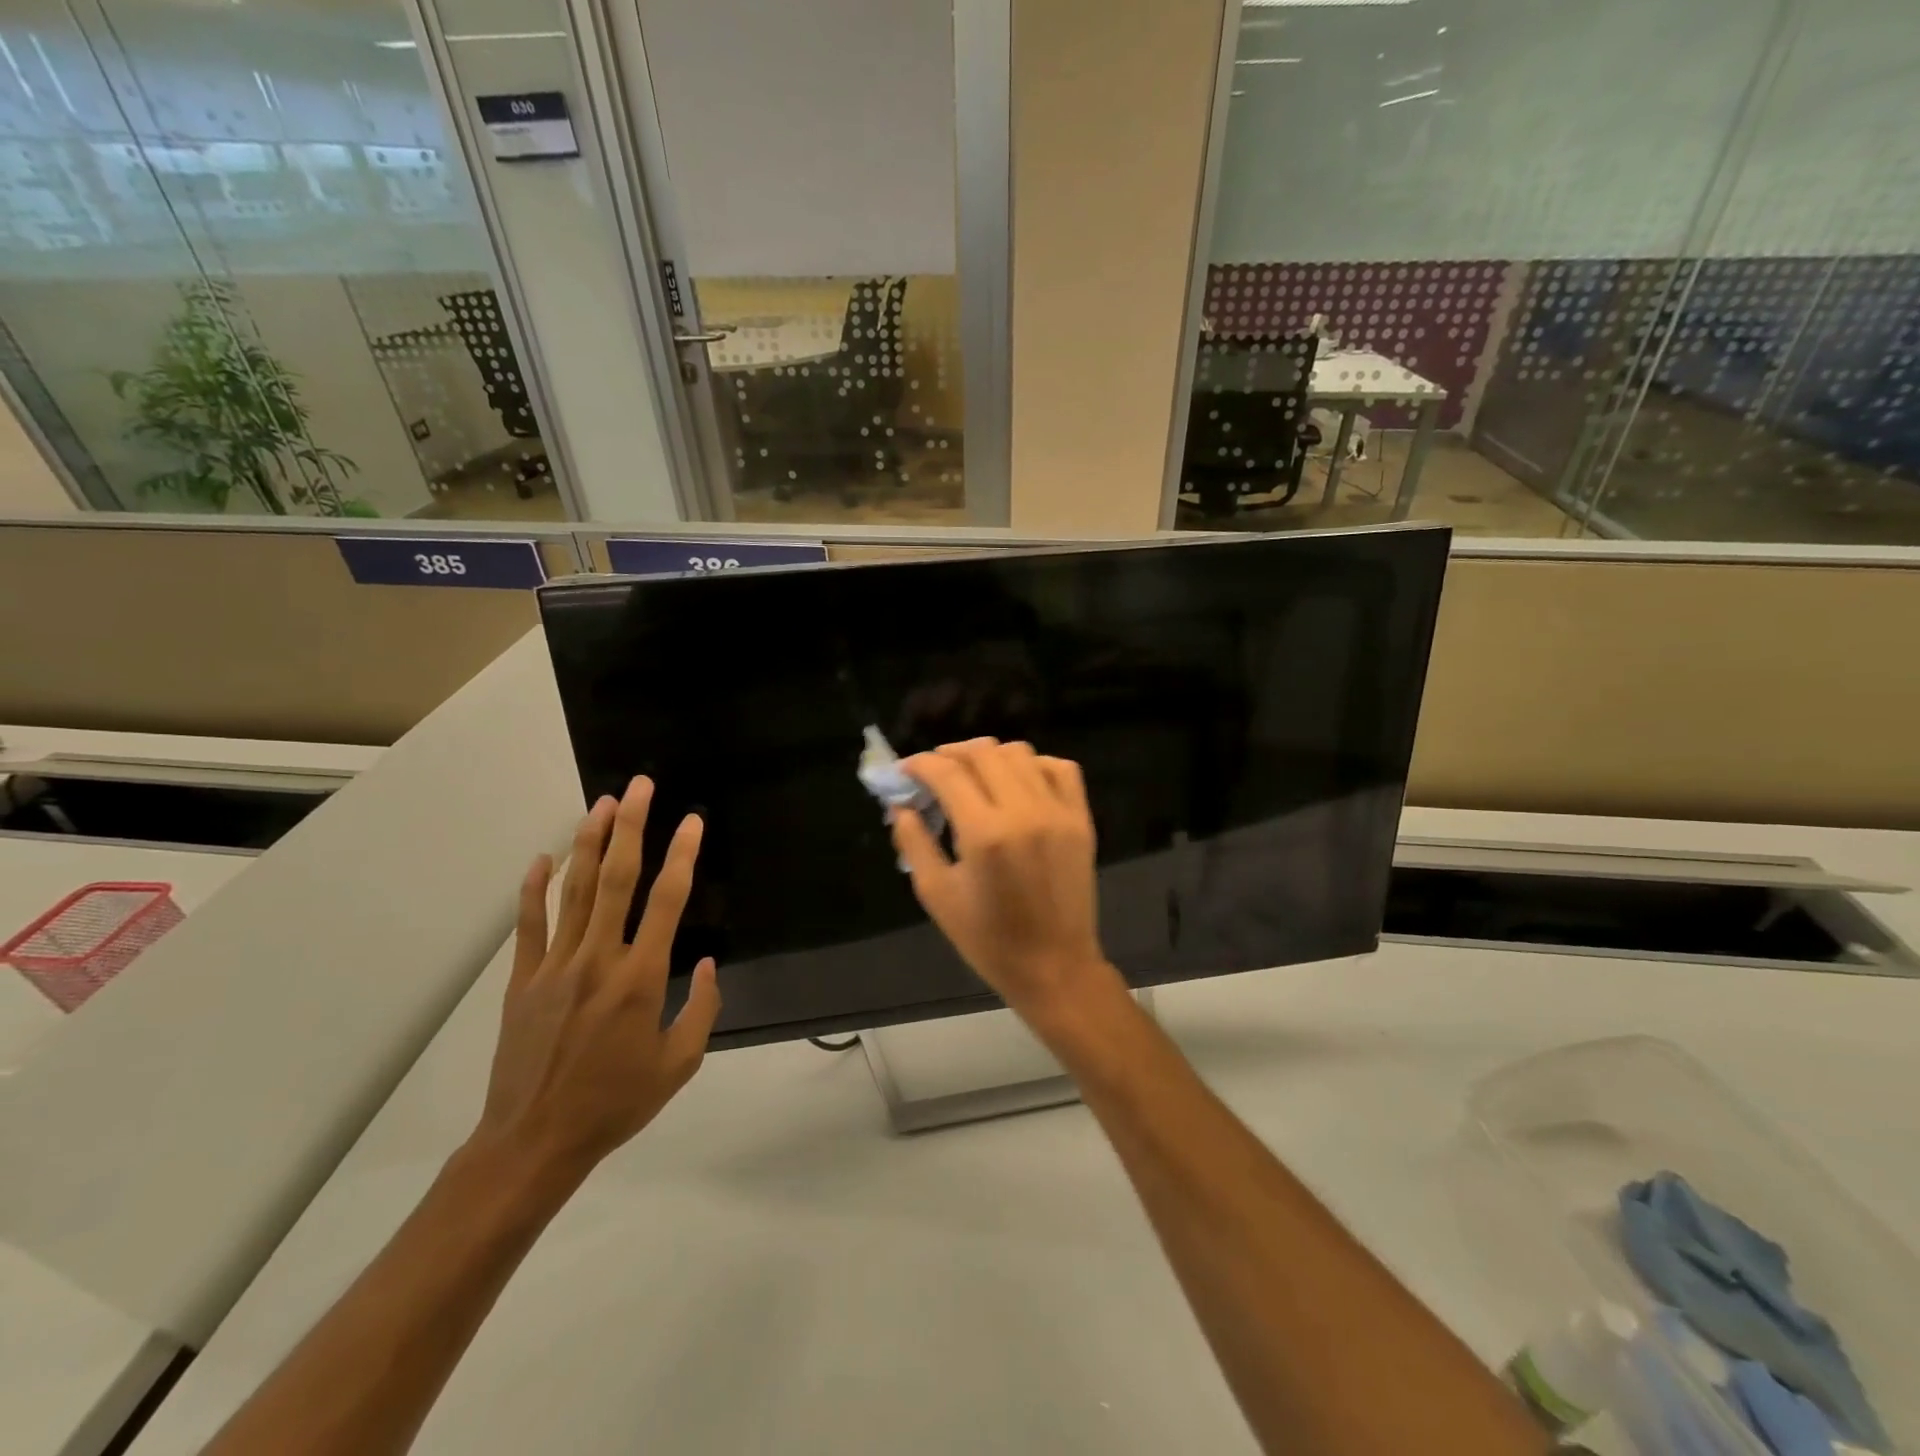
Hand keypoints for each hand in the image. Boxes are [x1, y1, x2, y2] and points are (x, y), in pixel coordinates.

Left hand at [471, 777, 720, 1182]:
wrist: (535, 1141)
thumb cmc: (616, 1102)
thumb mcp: (679, 1064)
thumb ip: (702, 1008)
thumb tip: (706, 963)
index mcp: (641, 978)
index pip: (667, 901)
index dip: (682, 855)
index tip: (691, 821)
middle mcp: (599, 959)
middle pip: (616, 880)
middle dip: (631, 827)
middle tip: (639, 787)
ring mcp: (555, 966)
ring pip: (574, 891)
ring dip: (589, 843)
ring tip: (602, 804)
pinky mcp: (523, 981)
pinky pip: (529, 925)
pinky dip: (533, 889)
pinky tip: (541, 857)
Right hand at [891, 739, 1128, 1035]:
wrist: (1055, 967)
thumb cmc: (988, 940)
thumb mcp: (937, 895)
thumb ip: (914, 842)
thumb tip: (900, 805)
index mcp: (985, 834)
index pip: (947, 773)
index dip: (920, 764)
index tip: (905, 771)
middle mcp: (1024, 811)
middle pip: (983, 753)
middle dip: (951, 754)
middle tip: (934, 772)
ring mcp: (1058, 812)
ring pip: (1020, 753)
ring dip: (989, 756)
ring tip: (972, 775)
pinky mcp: (1080, 819)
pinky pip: (1060, 769)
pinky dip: (1034, 765)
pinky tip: (1017, 782)